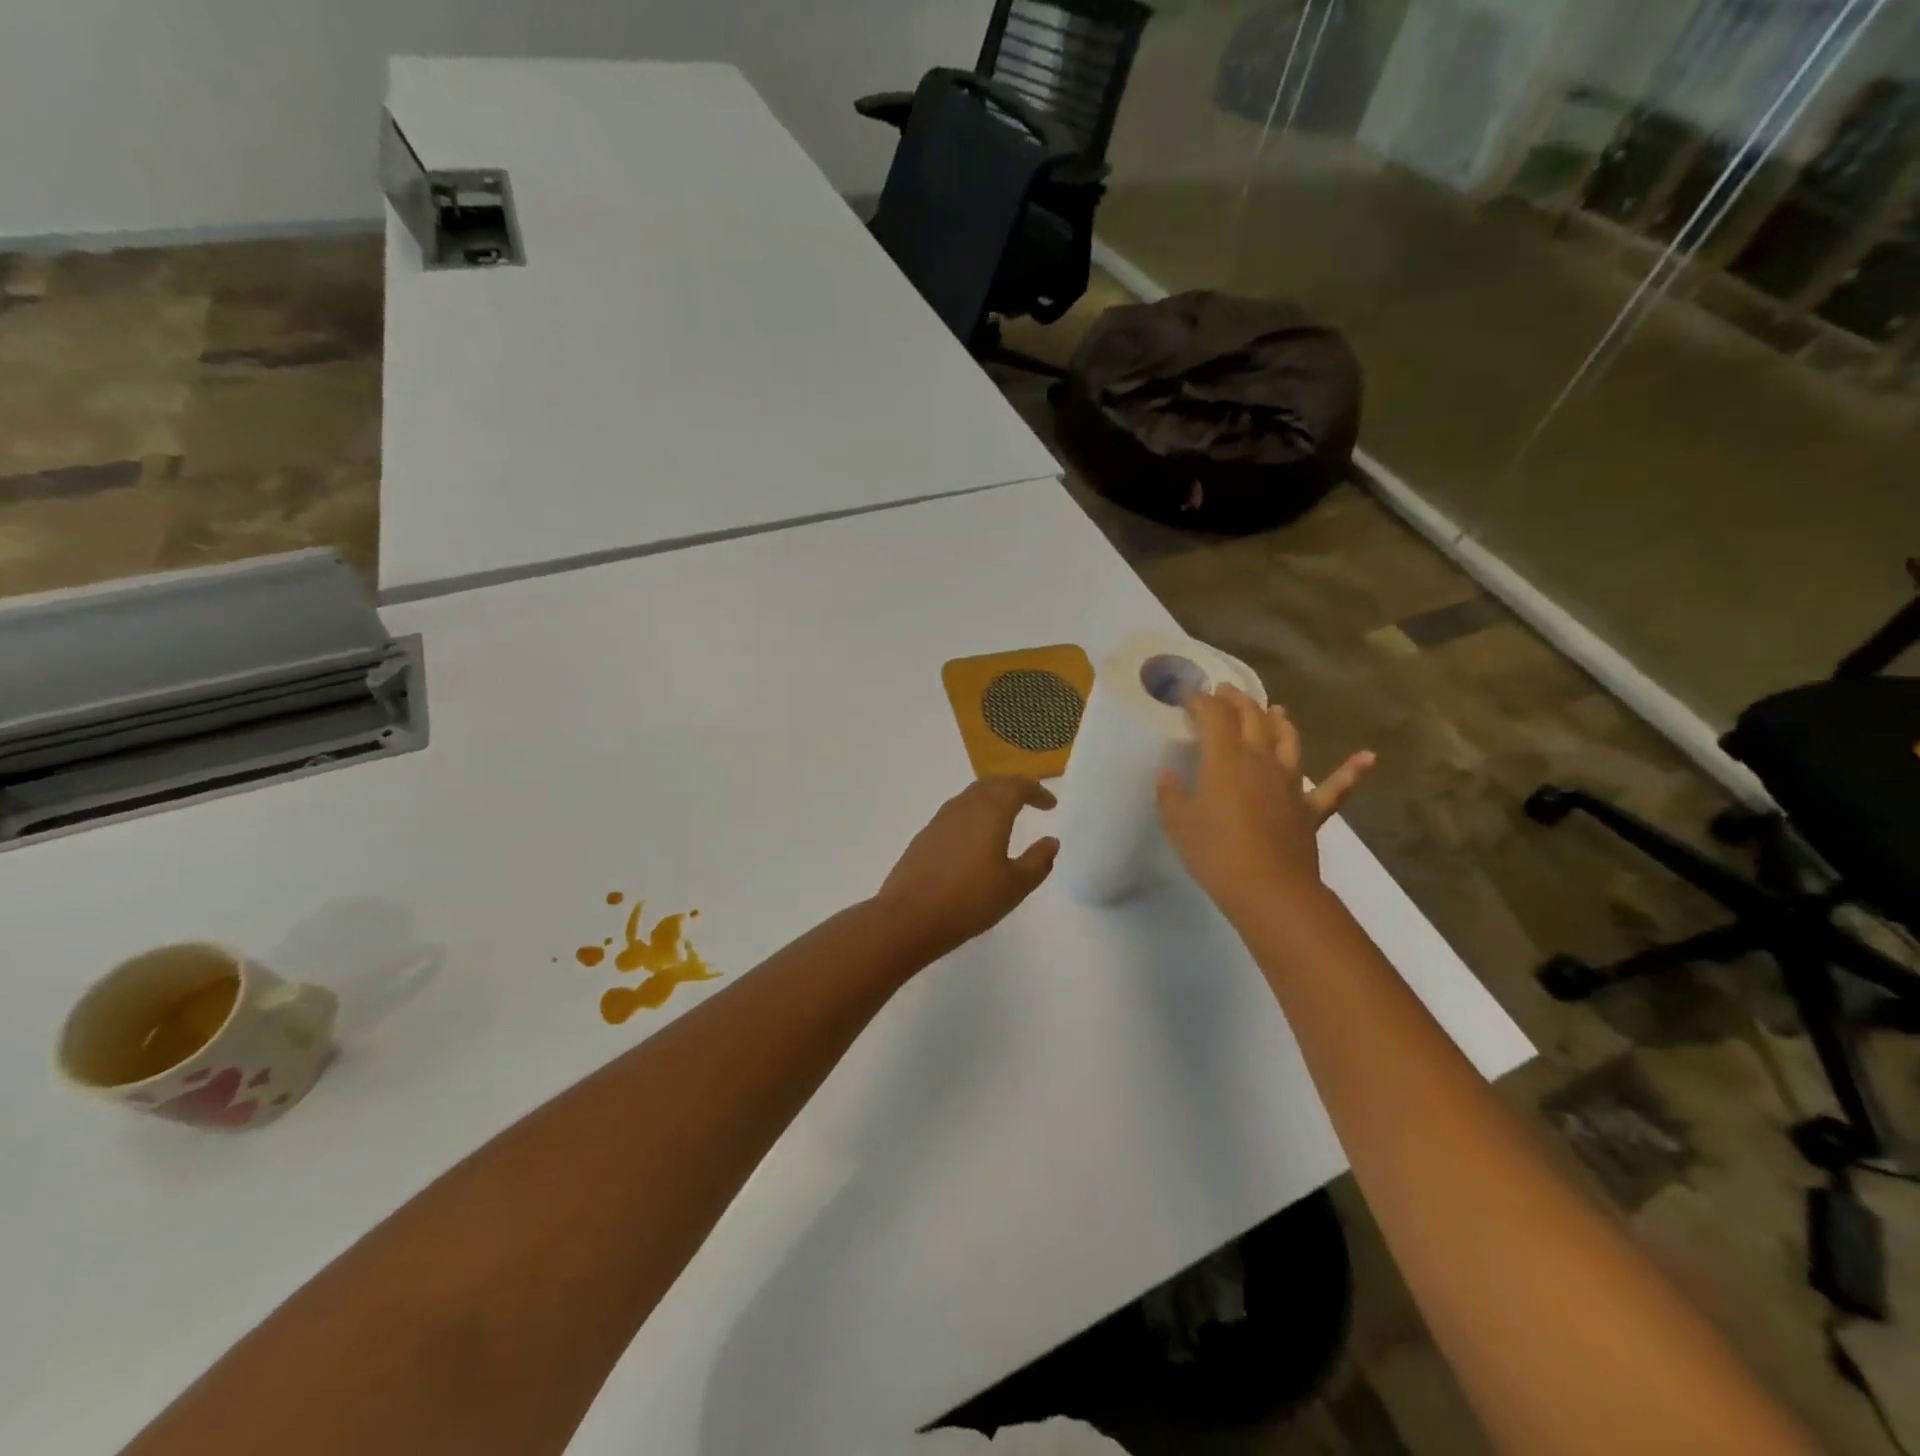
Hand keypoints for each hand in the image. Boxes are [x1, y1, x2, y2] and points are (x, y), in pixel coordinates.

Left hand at [875, 777, 1059, 961]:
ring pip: (970, 797)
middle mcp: (964, 807)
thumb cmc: (970, 900)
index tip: (1050, 805)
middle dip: (1013, 788)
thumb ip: (1037, 861)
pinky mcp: (924, 837)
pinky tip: (975, 838)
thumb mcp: (1014, 886)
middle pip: (992, 784)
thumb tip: (1051, 841)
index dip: (1036, 791)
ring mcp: (940, 820)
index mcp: (990, 811)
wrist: (909, 917)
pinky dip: (973, 815)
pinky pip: (955, 814)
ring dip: (991, 799)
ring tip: (1005, 816)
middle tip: (1030, 801)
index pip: (1016, 787)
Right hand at [1155, 685, 1372, 921]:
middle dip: (1236, 700)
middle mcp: (1260, 759)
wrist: (1268, 888)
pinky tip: (1367, 757)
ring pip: (1288, 741)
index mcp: (1225, 758)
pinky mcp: (1310, 809)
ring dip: (1280, 721)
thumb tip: (1168, 774)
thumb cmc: (1214, 851)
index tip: (1187, 693)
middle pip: (1252, 718)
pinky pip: (1335, 787)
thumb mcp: (1178, 822)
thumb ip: (1171, 793)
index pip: (1212, 715)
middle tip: (1224, 691)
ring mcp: (1290, 782)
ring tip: (1275, 709)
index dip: (1199, 699)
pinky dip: (1351, 771)